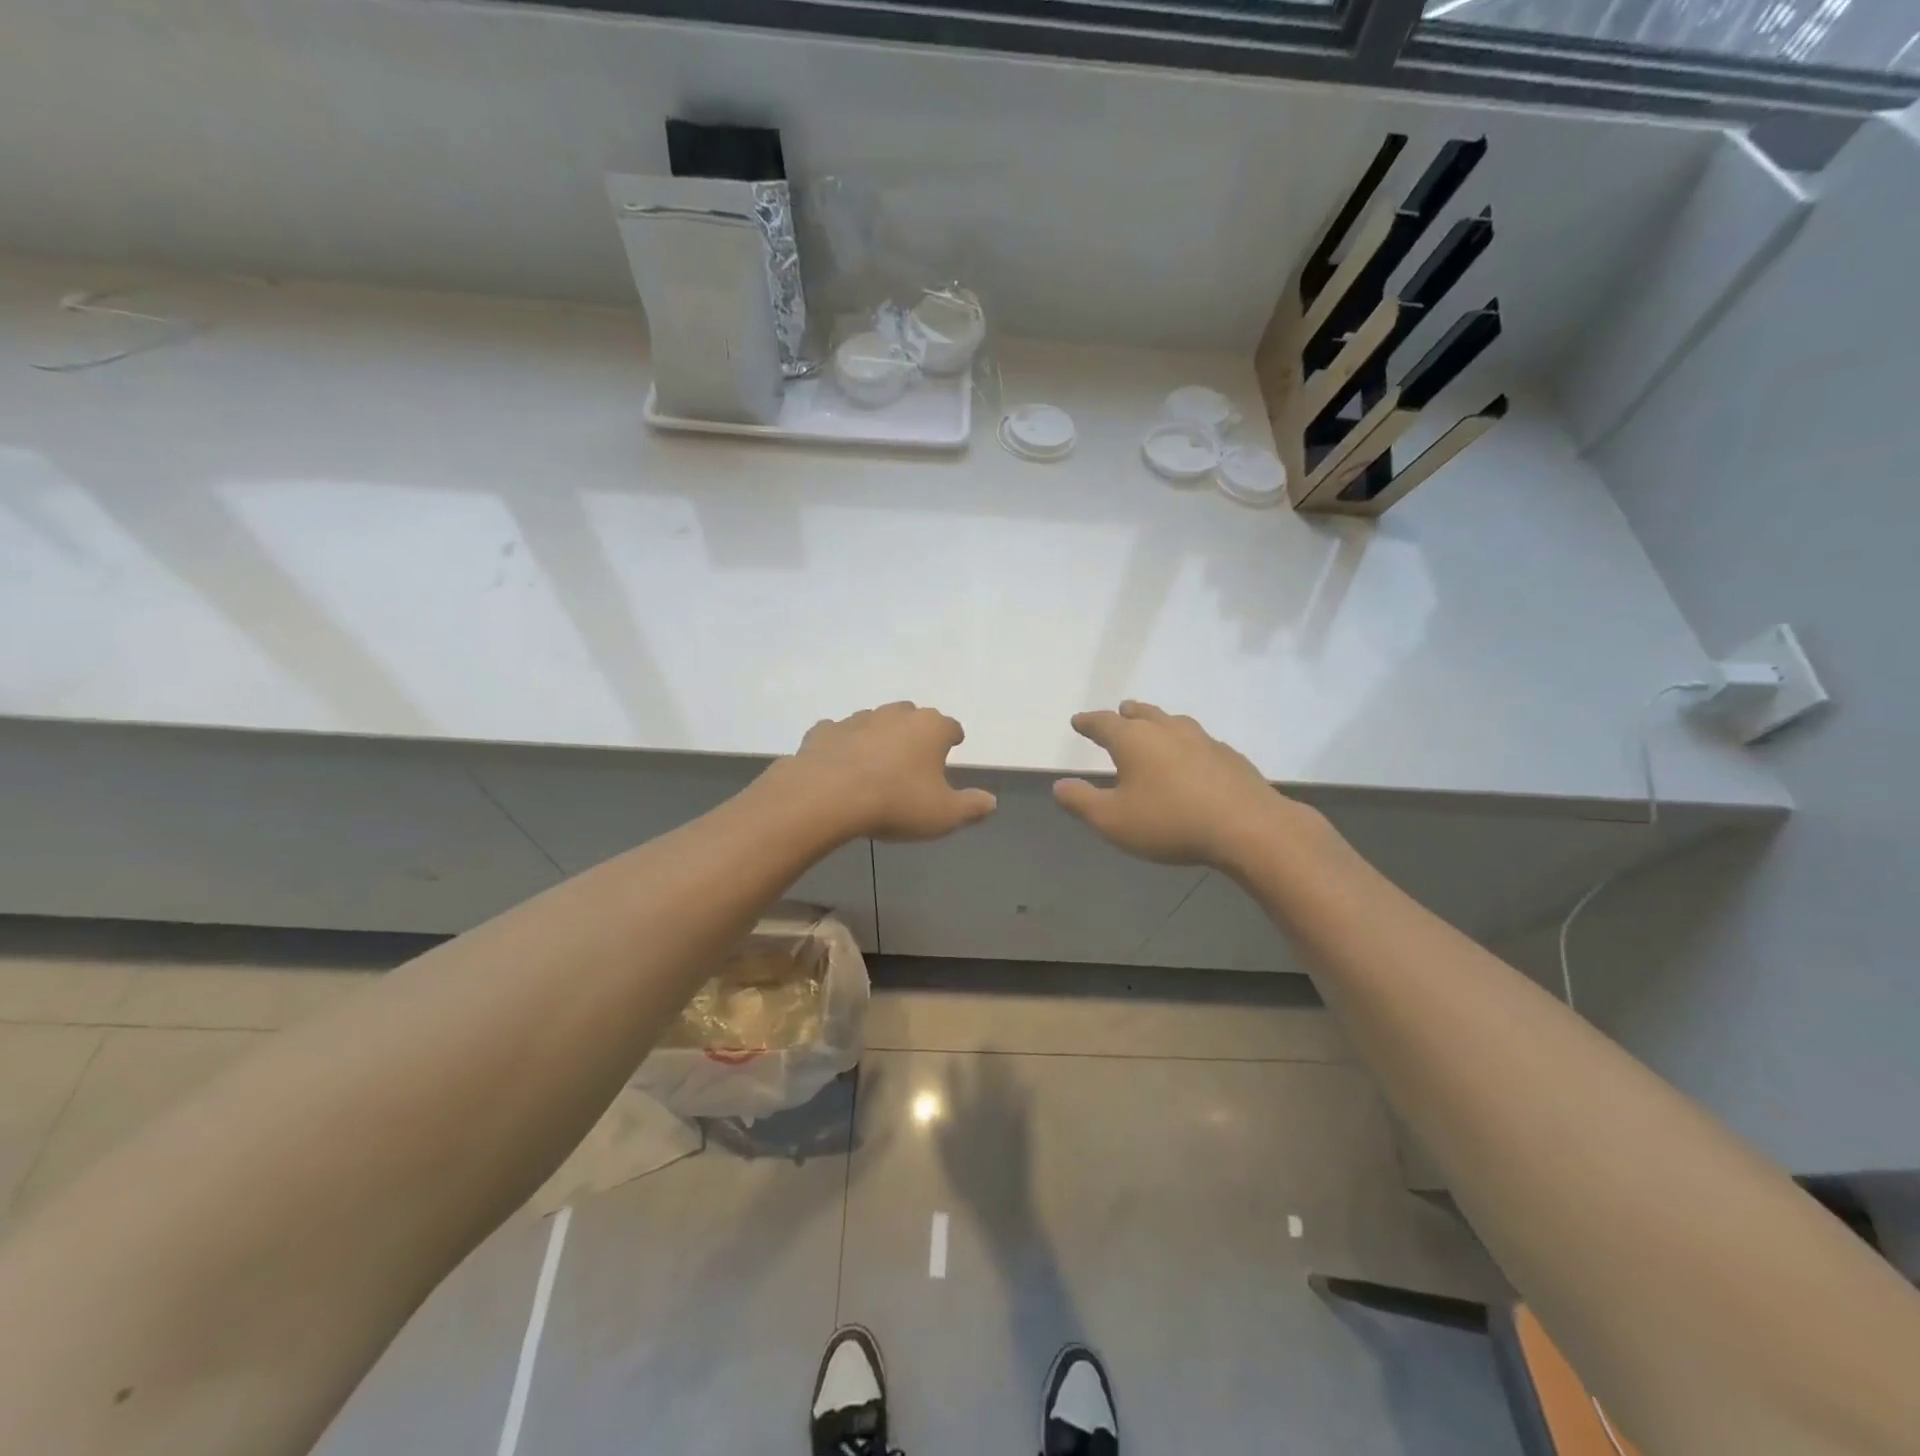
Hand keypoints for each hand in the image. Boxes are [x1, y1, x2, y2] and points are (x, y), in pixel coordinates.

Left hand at [780, 702, 996, 842]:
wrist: (827, 797)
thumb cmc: (896, 803)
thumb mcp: (944, 815)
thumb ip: (971, 807)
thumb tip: (991, 801)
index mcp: (930, 728)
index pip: (950, 727)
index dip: (953, 738)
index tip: (953, 746)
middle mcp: (895, 715)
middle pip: (912, 717)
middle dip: (915, 732)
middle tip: (914, 755)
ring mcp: (857, 720)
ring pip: (875, 722)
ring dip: (879, 737)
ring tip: (877, 762)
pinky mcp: (824, 731)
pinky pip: (838, 734)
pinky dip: (842, 745)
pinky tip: (840, 763)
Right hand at [1054, 701, 1311, 869]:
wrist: (1248, 828)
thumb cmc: (1170, 822)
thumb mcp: (1113, 820)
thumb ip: (1081, 801)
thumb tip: (1059, 786)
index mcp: (1134, 740)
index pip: (1104, 723)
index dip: (1088, 722)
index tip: (1078, 721)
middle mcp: (1167, 730)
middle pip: (1142, 713)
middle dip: (1126, 714)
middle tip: (1120, 712)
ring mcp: (1203, 740)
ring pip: (1174, 722)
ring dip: (1158, 722)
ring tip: (1154, 726)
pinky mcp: (1229, 757)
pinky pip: (1199, 741)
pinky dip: (1186, 744)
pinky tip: (1192, 757)